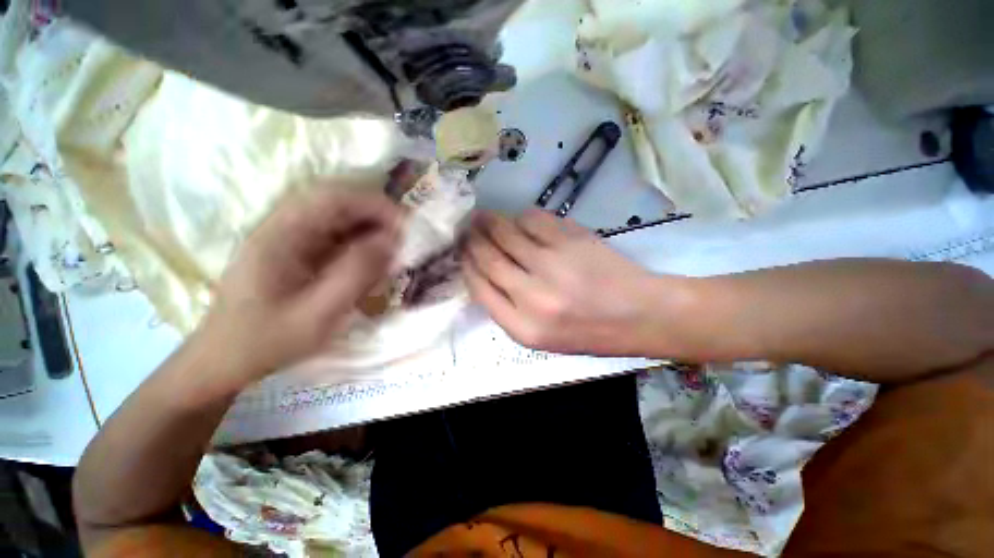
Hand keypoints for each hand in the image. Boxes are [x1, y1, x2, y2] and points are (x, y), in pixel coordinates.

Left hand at [198, 190, 401, 383]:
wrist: (226, 358)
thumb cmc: (268, 340)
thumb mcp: (317, 315)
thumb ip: (355, 275)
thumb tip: (390, 241)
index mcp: (280, 236)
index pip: (332, 198)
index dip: (374, 204)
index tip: (406, 225)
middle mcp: (282, 226)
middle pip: (336, 202)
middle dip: (376, 215)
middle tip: (404, 238)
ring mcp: (287, 237)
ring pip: (337, 217)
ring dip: (369, 228)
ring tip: (392, 251)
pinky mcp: (293, 249)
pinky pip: (333, 234)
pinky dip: (358, 242)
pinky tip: (370, 261)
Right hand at [462, 210, 688, 356]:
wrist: (640, 314)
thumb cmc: (589, 332)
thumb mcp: (542, 338)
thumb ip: (509, 311)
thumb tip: (483, 275)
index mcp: (523, 328)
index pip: (480, 289)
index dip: (467, 266)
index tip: (462, 254)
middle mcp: (533, 297)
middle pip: (488, 258)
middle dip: (472, 240)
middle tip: (466, 229)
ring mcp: (552, 264)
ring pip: (507, 234)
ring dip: (490, 223)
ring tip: (482, 217)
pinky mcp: (571, 240)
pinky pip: (534, 220)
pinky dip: (521, 217)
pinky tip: (519, 219)